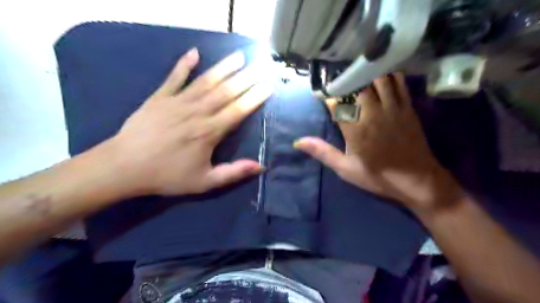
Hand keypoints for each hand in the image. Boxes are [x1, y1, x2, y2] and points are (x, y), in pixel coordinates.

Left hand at [106, 47, 274, 195]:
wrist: (124, 166)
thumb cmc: (167, 175)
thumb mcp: (204, 182)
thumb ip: (233, 173)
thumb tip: (260, 167)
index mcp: (209, 132)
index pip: (238, 110)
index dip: (254, 98)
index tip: (268, 86)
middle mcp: (197, 112)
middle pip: (226, 91)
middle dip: (247, 77)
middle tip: (261, 64)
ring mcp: (177, 102)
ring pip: (206, 81)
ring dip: (224, 67)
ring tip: (239, 55)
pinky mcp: (160, 97)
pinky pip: (174, 77)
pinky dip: (184, 64)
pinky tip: (194, 52)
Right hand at [295, 73, 463, 211]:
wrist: (417, 180)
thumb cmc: (378, 176)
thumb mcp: (346, 168)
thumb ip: (322, 152)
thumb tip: (297, 141)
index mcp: (354, 128)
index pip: (336, 102)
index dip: (327, 95)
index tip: (321, 93)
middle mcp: (372, 112)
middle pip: (357, 84)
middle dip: (345, 80)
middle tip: (338, 78)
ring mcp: (392, 107)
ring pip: (378, 78)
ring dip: (366, 74)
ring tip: (357, 72)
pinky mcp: (407, 107)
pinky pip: (398, 83)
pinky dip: (388, 75)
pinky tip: (381, 75)